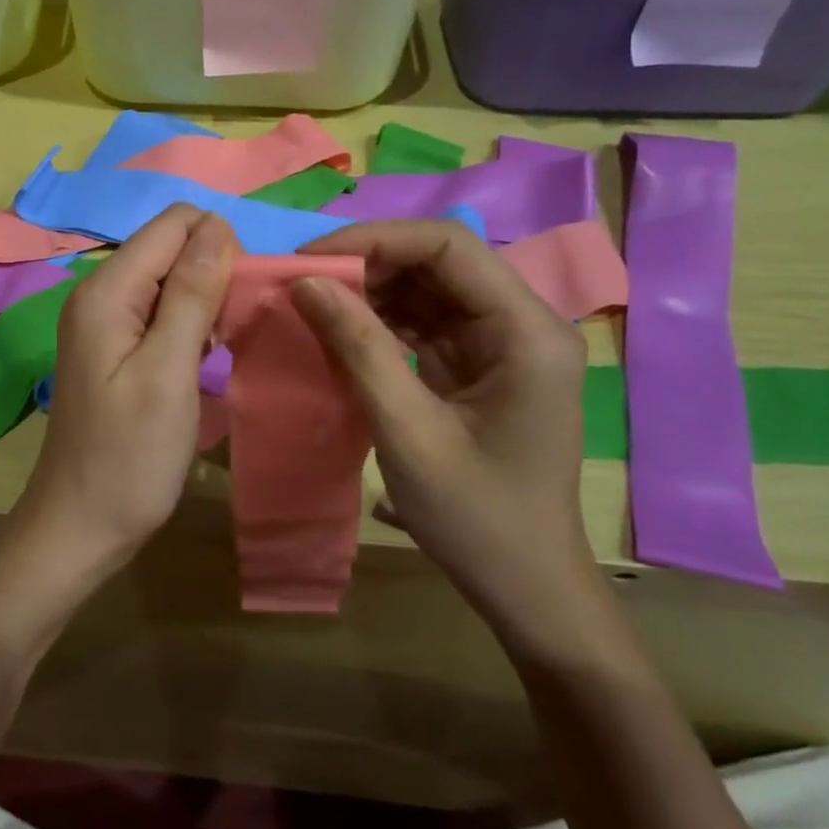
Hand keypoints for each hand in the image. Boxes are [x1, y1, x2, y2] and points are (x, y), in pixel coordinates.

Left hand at [0, 207, 235, 642]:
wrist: (81, 525)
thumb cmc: (129, 456)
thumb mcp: (168, 372)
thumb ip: (191, 294)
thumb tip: (217, 227)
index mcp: (107, 290)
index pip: (174, 223)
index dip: (218, 246)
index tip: (239, 300)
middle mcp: (100, 294)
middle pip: (172, 247)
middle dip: (214, 273)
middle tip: (231, 332)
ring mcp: (105, 322)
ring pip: (171, 280)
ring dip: (206, 302)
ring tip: (219, 351)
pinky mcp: (116, 348)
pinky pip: (162, 312)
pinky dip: (190, 326)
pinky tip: (202, 363)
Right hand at [289, 220, 598, 643]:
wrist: (527, 589)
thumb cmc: (475, 517)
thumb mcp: (406, 430)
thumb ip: (358, 348)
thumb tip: (303, 283)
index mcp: (526, 331)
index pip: (447, 247)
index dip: (374, 240)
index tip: (309, 261)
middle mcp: (523, 323)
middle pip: (438, 262)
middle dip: (366, 264)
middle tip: (301, 283)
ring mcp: (503, 344)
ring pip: (428, 288)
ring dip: (369, 291)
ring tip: (312, 303)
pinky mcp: (482, 365)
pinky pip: (426, 322)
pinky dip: (380, 321)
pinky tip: (340, 331)